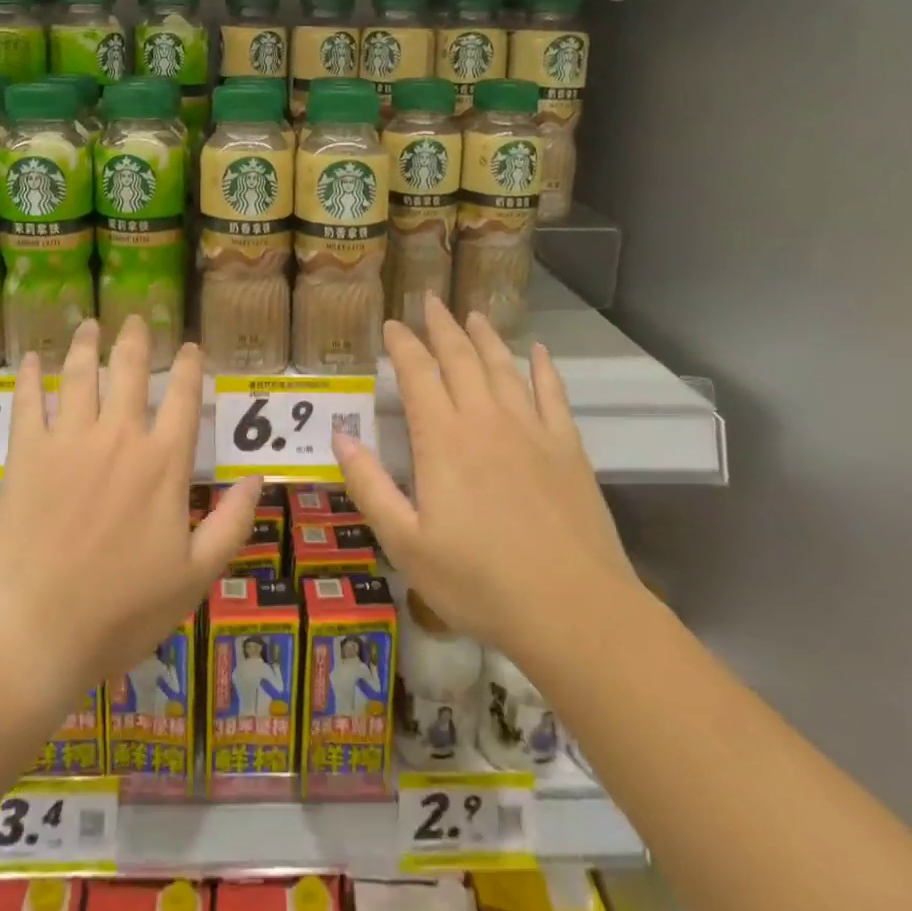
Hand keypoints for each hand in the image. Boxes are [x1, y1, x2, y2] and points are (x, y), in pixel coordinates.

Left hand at [0, 315, 258, 699]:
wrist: (32, 634)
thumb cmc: (119, 612)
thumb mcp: (194, 578)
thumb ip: (232, 524)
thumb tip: (258, 477)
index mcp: (163, 464)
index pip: (183, 398)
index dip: (190, 367)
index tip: (191, 347)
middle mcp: (119, 438)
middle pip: (129, 371)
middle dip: (136, 339)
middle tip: (136, 317)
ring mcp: (69, 442)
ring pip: (80, 375)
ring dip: (86, 344)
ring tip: (89, 324)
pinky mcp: (26, 455)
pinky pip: (28, 403)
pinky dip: (29, 377)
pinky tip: (30, 358)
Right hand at [333, 296, 636, 669]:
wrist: (572, 610)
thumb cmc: (479, 582)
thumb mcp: (405, 543)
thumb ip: (369, 485)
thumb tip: (339, 436)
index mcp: (443, 439)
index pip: (418, 374)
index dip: (403, 345)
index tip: (392, 325)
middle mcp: (485, 420)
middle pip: (461, 358)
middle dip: (442, 326)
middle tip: (430, 300)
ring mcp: (531, 430)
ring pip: (503, 367)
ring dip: (486, 337)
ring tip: (473, 315)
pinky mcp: (567, 448)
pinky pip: (553, 394)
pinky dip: (544, 369)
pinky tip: (540, 352)